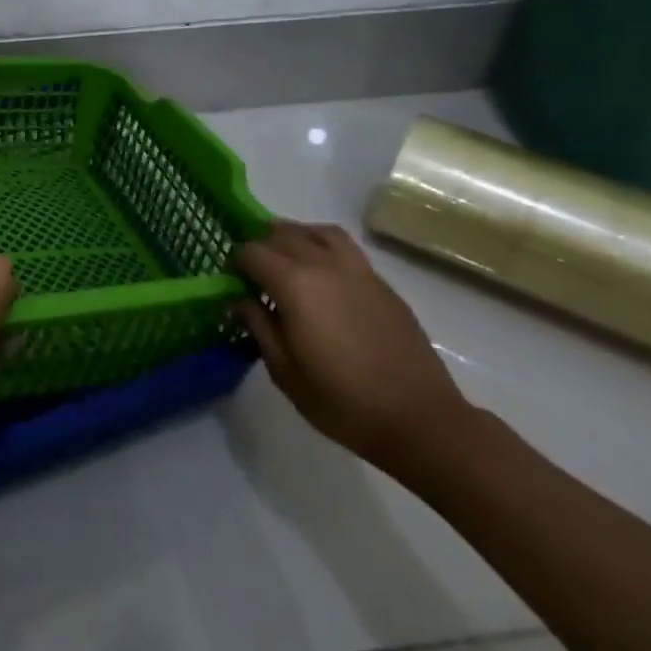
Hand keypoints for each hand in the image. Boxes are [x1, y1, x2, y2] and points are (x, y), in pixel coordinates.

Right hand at [234, 221, 471, 469]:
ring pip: (317, 231)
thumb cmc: (343, 401)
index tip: (231, 281)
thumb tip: (239, 301)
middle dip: (261, 246)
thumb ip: (258, 327)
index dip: (235, 262)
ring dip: (295, 236)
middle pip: (282, 234)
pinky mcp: (381, 282)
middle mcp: (324, 264)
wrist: (419, 419)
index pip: (252, 253)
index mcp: (294, 284)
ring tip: (287, 259)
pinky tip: (322, 277)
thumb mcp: (285, 372)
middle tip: (254, 273)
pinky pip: (344, 248)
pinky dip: (323, 247)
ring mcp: (357, 270)